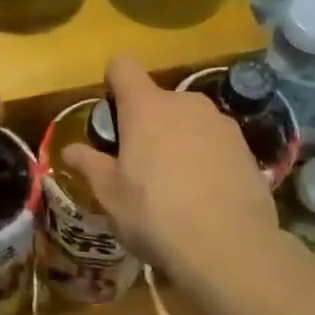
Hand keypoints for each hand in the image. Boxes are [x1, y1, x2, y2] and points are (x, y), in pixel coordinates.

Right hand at [63, 55, 276, 287]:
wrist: (232, 249)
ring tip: (177, 185)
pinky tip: (206, 195)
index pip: (123, 66)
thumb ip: (90, 165)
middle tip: (141, 164)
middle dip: (148, 122)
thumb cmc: (157, 215)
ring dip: (179, 139)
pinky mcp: (245, 147)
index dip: (113, 82)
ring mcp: (220, 122)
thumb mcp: (111, 196)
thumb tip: (69, 149)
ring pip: (188, 120)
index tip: (112, 113)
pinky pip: (215, 141)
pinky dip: (206, 157)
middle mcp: (184, 102)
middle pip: (157, 99)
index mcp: (146, 106)